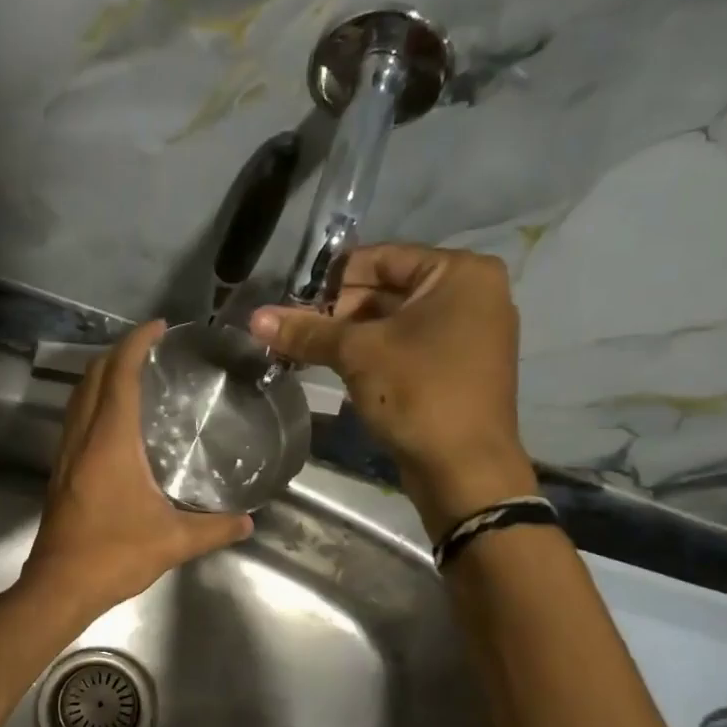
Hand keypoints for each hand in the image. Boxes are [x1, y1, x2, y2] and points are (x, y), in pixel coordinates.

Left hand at [21, 320, 252, 618]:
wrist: (59, 586)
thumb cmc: (114, 555)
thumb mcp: (173, 542)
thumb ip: (215, 528)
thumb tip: (249, 522)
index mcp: (110, 441)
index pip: (120, 374)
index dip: (137, 343)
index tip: (159, 327)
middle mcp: (83, 437)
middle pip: (94, 376)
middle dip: (119, 352)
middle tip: (152, 349)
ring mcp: (65, 453)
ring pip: (79, 396)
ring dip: (103, 375)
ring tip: (136, 374)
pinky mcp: (60, 471)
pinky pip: (75, 418)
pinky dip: (93, 401)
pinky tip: (115, 420)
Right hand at [250, 244, 536, 536]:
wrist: (464, 469)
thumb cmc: (419, 393)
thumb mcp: (358, 354)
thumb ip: (307, 331)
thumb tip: (254, 318)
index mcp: (460, 273)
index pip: (380, 258)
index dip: (331, 280)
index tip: (293, 305)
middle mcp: (472, 294)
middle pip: (386, 288)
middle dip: (338, 312)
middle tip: (298, 335)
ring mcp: (468, 332)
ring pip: (394, 321)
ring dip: (350, 336)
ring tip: (309, 354)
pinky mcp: (457, 366)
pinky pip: (407, 346)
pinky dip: (374, 354)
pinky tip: (340, 370)